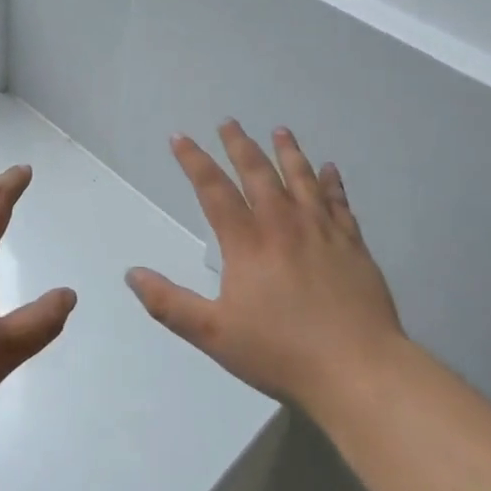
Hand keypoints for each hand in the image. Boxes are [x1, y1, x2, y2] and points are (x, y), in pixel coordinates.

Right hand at [127, 122, 403, 414]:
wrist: (358, 369)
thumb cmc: (281, 352)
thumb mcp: (213, 334)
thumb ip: (169, 303)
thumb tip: (132, 274)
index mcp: (247, 242)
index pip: (213, 189)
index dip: (194, 160)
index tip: (180, 137)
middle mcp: (283, 224)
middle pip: (257, 172)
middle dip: (239, 144)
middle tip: (229, 121)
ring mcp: (321, 230)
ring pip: (301, 177)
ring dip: (288, 151)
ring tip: (280, 130)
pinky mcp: (352, 243)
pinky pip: (339, 202)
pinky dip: (332, 182)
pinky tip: (330, 169)